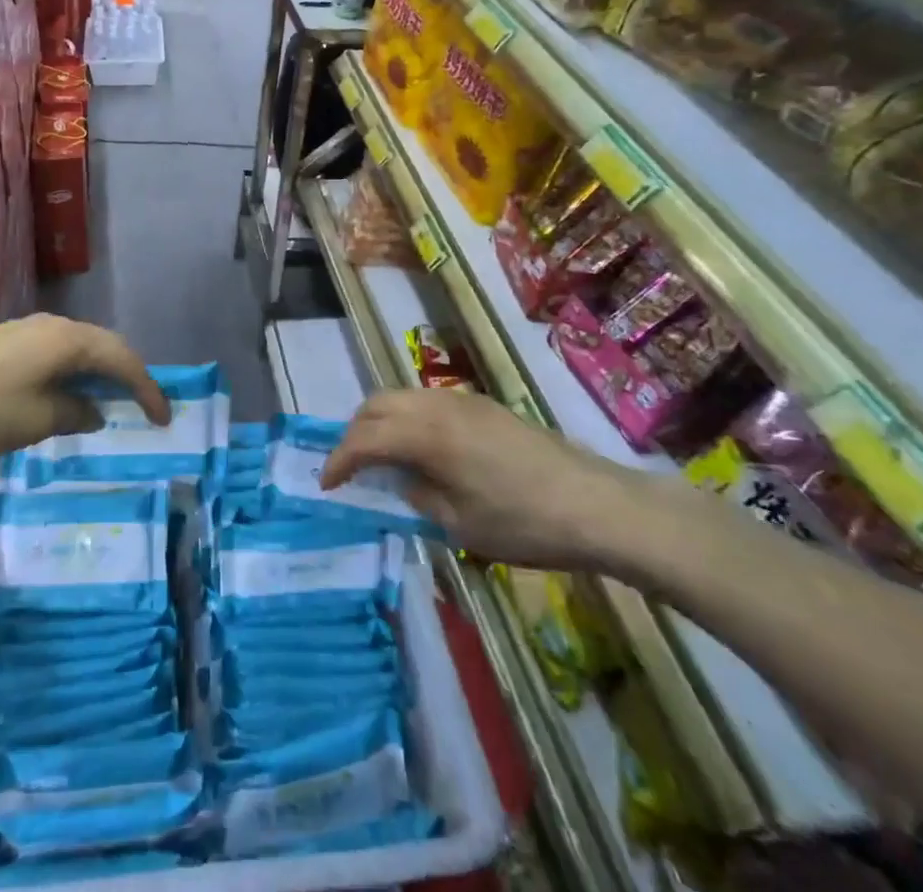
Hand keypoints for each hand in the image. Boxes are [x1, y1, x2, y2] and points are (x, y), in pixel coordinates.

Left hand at [0, 314, 168, 460]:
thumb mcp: (38, 421)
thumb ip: (77, 413)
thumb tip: (94, 410)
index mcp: (69, 340)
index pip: (122, 360)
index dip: (147, 389)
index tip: (164, 418)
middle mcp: (55, 325)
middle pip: (104, 345)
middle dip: (128, 375)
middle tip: (145, 405)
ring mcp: (29, 328)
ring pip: (80, 346)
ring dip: (99, 371)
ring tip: (111, 399)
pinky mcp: (9, 339)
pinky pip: (57, 350)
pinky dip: (74, 370)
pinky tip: (68, 391)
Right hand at [321, 390, 661, 569]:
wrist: (595, 504)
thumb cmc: (523, 523)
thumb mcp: (460, 526)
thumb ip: (417, 496)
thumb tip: (401, 480)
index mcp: (426, 434)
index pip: (365, 438)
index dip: (339, 460)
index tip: (326, 484)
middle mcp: (436, 405)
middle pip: (376, 404)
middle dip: (354, 433)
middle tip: (350, 467)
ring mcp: (462, 400)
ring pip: (401, 397)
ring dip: (380, 422)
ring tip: (381, 457)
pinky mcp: (482, 405)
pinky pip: (426, 401)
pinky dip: (407, 418)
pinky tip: (420, 449)